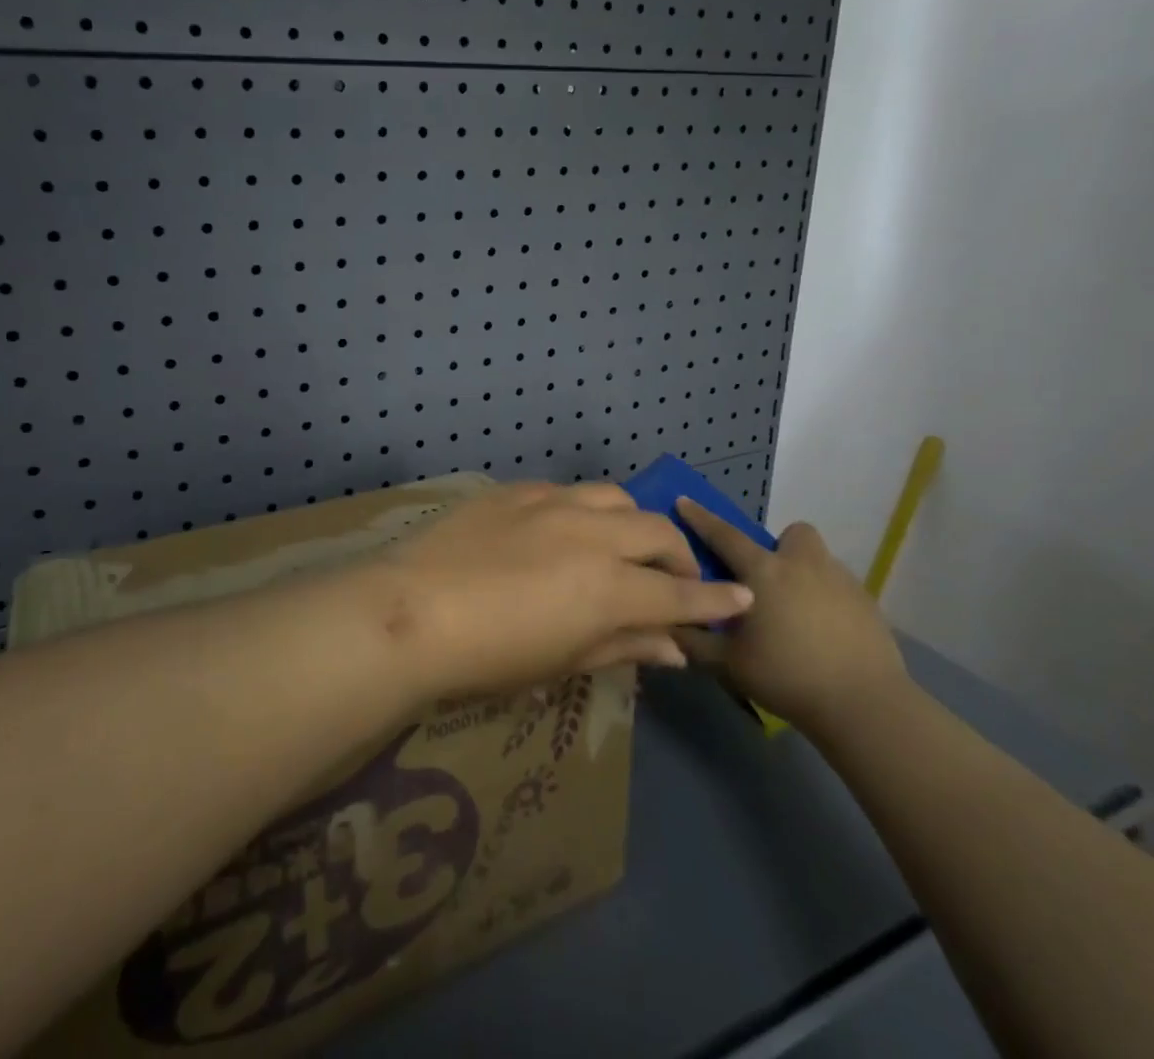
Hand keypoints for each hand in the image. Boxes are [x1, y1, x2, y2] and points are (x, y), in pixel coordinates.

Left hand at [361, 481, 753, 697]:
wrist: (412, 611)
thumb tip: (672, 647)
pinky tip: (567, 530)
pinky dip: (584, 511)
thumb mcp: (562, 662)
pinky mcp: (515, 491)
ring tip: (624, 544)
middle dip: (678, 555)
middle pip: (656, 532)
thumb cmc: (489, 657)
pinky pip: (567, 491)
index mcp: (609, 587)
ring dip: (633, 522)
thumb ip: (623, 647)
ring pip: (616, 497)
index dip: (714, 599)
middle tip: (674, 578)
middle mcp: (591, 534)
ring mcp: (552, 504)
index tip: (741, 598)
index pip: (680, 593)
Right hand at [672, 502, 908, 735]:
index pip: (723, 535)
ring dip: (805, 574)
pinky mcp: (868, 604)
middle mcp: (802, 565)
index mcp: (763, 572)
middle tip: (769, 581)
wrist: (864, 705)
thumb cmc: (787, 676)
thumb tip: (670, 624)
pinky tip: (825, 635)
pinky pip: (840, 588)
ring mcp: (841, 581)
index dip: (700, 518)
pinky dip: (828, 601)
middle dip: (780, 547)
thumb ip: (695, 641)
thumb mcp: (729, 663)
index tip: (684, 501)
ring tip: (797, 613)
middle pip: (793, 533)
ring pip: (819, 560)